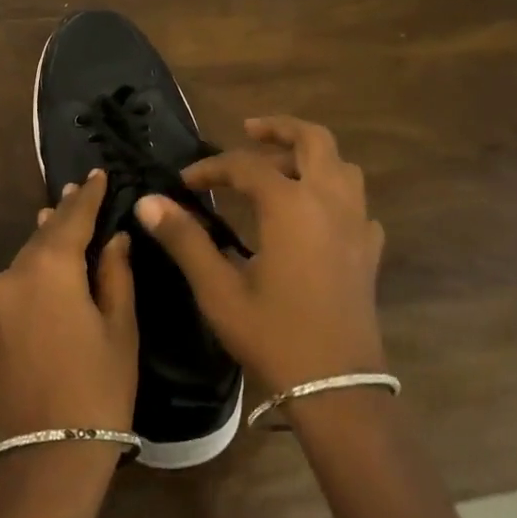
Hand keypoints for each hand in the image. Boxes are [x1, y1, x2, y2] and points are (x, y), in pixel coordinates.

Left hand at [0, 169, 138, 447]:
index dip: (87, 196)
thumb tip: (114, 239)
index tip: (97, 173)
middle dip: (63, 215)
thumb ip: (115, 274)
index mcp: (50, 269)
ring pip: (24, 261)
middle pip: (43, 237)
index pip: (72, 219)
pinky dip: (31, 274)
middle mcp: (13, 277)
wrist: (47, 458)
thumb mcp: (120, 327)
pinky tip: (44, 276)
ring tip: (59, 221)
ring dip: (45, 243)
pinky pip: (13, 289)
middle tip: (79, 191)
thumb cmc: (99, 388)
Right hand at [136, 115, 384, 393]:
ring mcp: (356, 224)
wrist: (337, 388)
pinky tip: (313, 216)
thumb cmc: (273, 335)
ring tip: (279, 168)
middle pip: (313, 140)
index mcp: (290, 206)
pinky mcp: (369, 250)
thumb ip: (184, 239)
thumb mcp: (218, 289)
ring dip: (311, 156)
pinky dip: (333, 193)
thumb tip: (148, 202)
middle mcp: (328, 202)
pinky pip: (356, 203)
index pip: (246, 165)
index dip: (212, 167)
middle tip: (249, 131)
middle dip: (280, 129)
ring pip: (341, 166)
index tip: (185, 182)